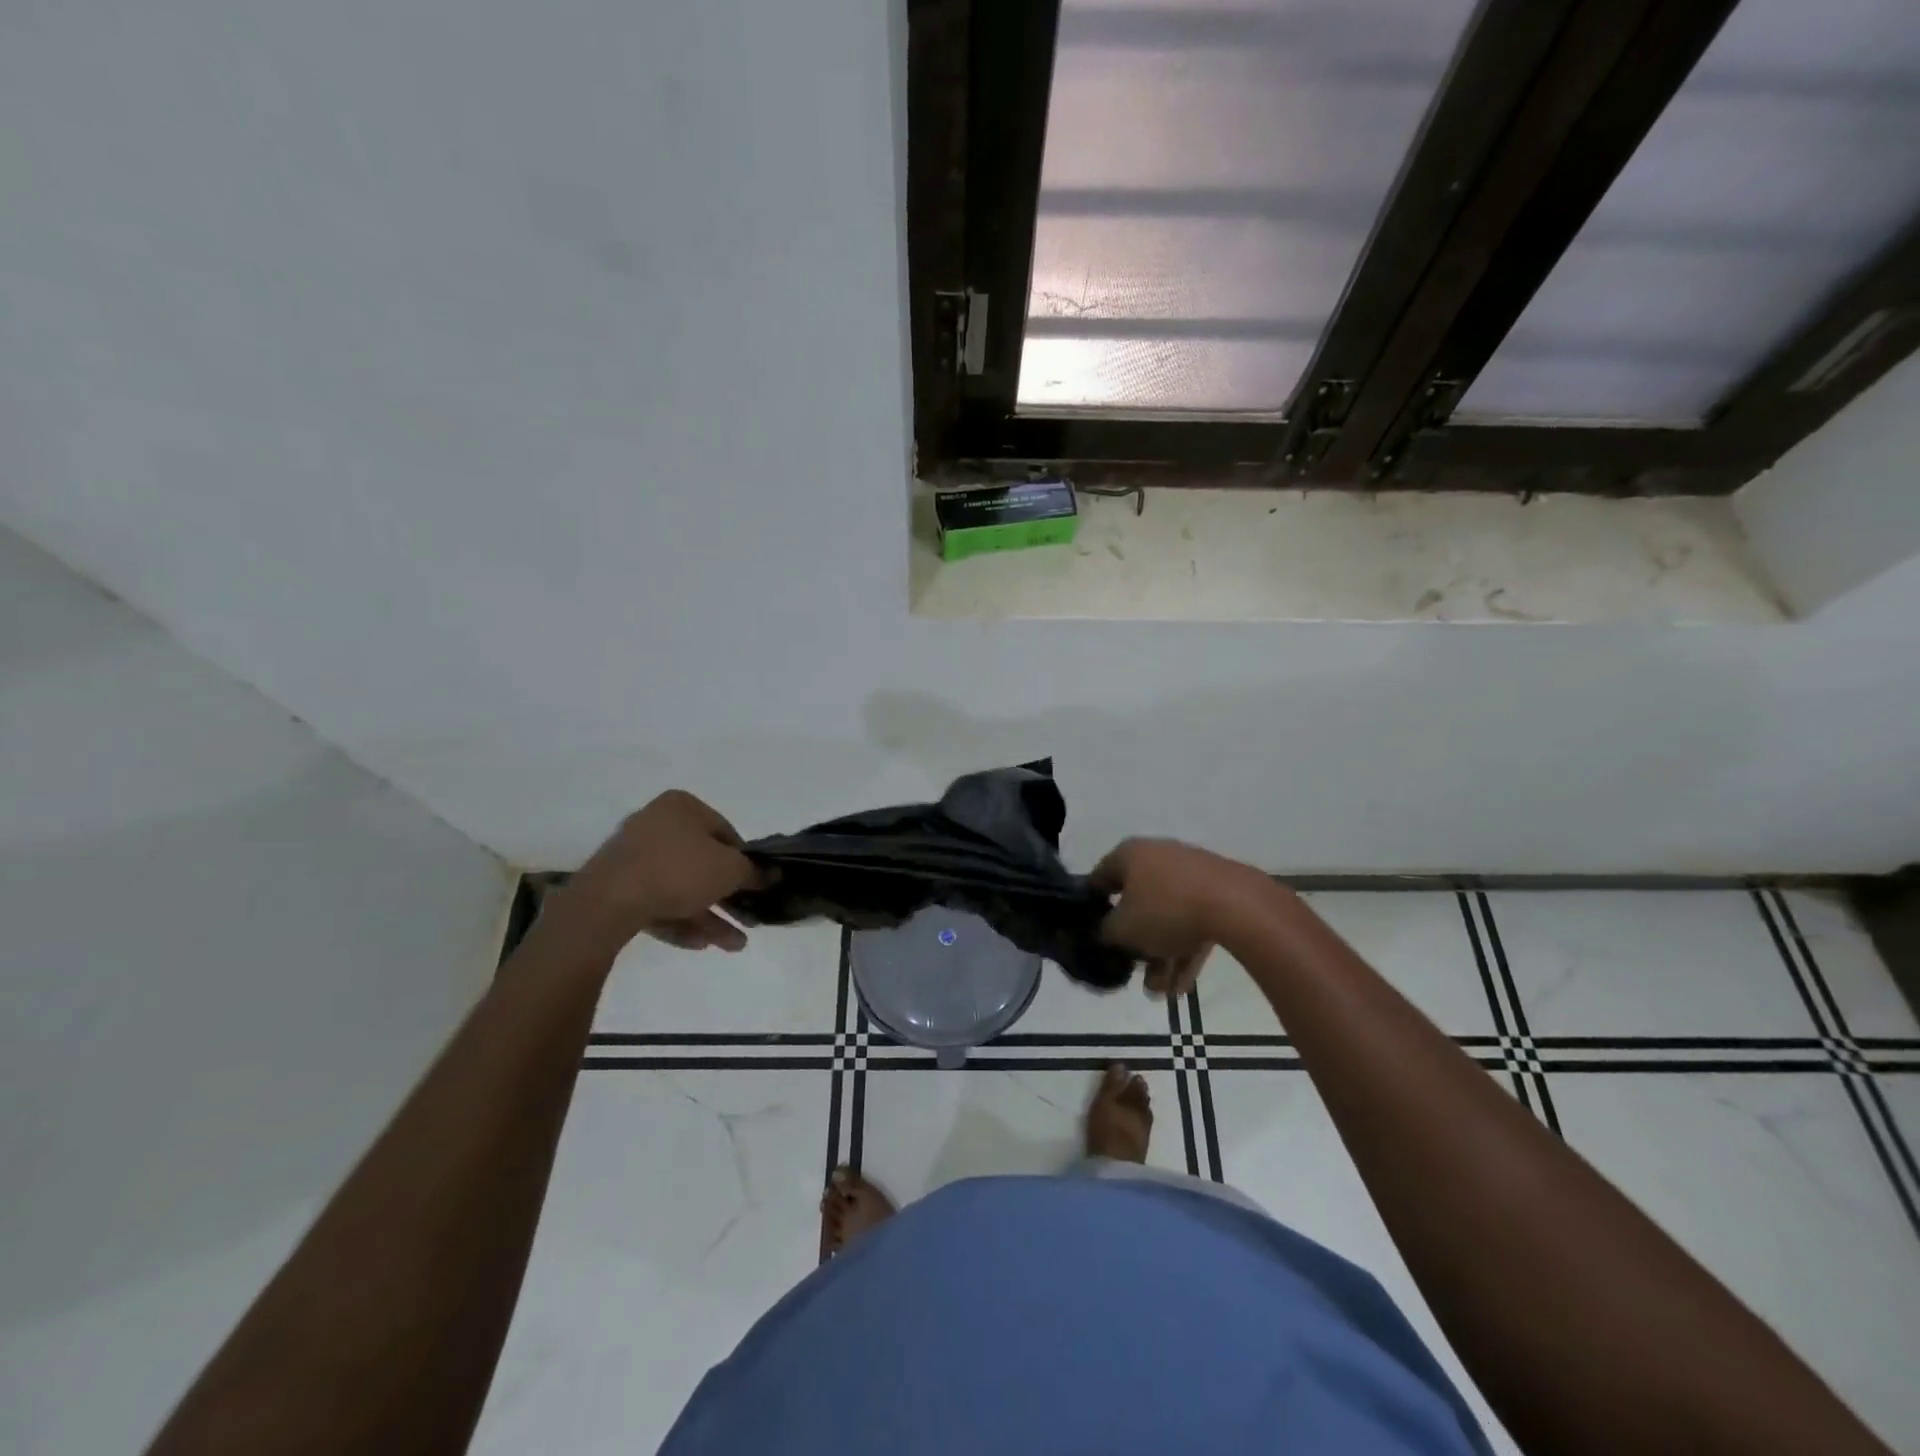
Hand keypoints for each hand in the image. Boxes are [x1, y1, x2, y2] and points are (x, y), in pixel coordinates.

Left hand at [550, 791, 763, 956]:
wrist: (607, 903)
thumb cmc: (678, 871)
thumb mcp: (730, 870)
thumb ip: (754, 872)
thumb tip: (772, 874)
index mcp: (681, 807)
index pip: (725, 832)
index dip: (745, 862)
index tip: (755, 886)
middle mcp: (655, 824)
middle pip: (702, 863)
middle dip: (728, 898)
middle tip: (748, 921)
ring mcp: (632, 856)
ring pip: (681, 887)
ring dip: (709, 916)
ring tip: (734, 945)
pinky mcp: (616, 887)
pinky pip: (656, 901)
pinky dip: (679, 920)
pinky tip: (699, 944)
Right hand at [1092, 838, 1277, 997]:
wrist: (1237, 906)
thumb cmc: (1166, 910)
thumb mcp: (1122, 928)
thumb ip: (1104, 932)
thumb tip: (1103, 932)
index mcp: (1130, 854)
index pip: (1100, 880)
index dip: (1093, 909)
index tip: (1094, 936)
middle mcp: (1158, 857)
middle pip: (1138, 904)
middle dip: (1136, 946)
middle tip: (1135, 973)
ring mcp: (1191, 874)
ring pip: (1167, 918)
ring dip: (1162, 956)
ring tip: (1163, 992)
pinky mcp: (1218, 892)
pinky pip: (1193, 922)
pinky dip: (1185, 950)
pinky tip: (1184, 987)